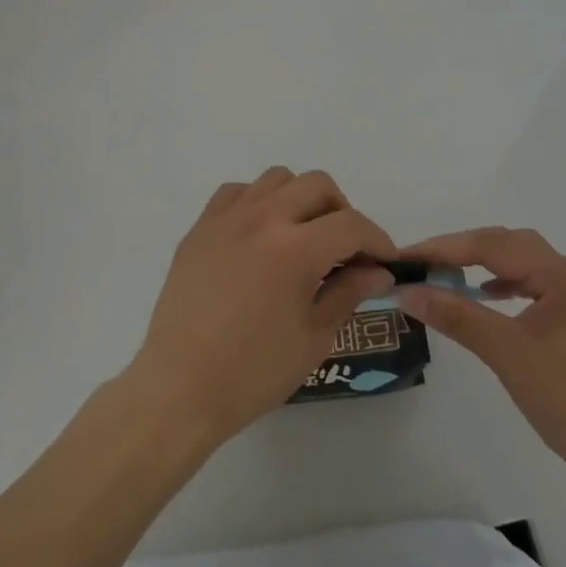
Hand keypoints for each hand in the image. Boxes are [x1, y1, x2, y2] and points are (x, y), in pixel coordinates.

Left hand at [125, 167, 395, 448]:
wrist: (181, 387)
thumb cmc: (254, 372)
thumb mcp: (314, 337)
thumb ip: (349, 292)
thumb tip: (378, 271)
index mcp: (296, 248)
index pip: (351, 225)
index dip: (376, 240)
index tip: (384, 261)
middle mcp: (263, 218)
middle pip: (317, 185)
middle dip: (342, 211)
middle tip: (345, 249)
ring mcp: (227, 217)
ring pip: (278, 179)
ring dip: (301, 199)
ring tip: (303, 236)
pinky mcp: (201, 226)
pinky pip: (238, 192)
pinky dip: (259, 202)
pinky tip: (261, 235)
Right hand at [394, 227, 565, 481]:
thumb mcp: (506, 353)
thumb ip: (455, 315)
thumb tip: (406, 292)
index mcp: (564, 275)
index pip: (494, 245)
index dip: (446, 248)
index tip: (408, 256)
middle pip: (509, 245)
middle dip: (463, 250)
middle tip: (423, 263)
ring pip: (522, 263)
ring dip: (483, 264)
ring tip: (447, 275)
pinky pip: (533, 286)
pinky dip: (504, 284)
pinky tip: (485, 295)